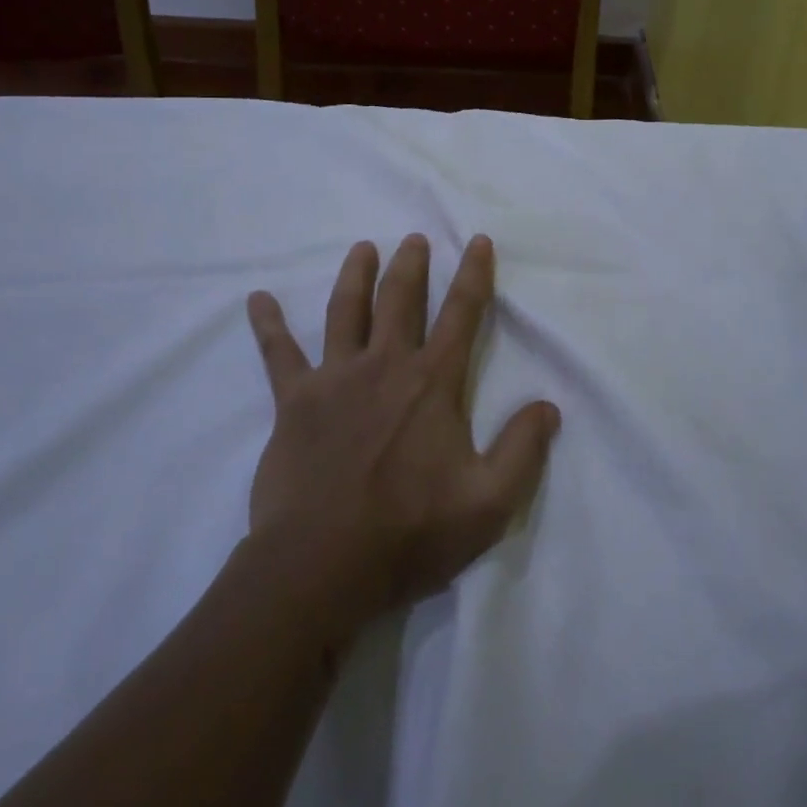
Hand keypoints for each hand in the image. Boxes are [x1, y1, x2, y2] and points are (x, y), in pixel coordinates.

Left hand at [245, 234, 560, 627]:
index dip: (473, 275)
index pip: (461, 314)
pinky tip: (257, 299)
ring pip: (346, 311)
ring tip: (363, 249)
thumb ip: (522, 450)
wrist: (321, 567)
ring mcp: (335, 379)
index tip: (477, 241)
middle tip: (415, 239)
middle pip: (400, 300)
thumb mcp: (488, 503)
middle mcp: (385, 365)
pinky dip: (268, 325)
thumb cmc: (409, 534)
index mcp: (432, 383)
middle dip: (411, 265)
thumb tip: (549, 406)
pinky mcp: (294, 401)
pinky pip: (278, 354)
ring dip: (355, 275)